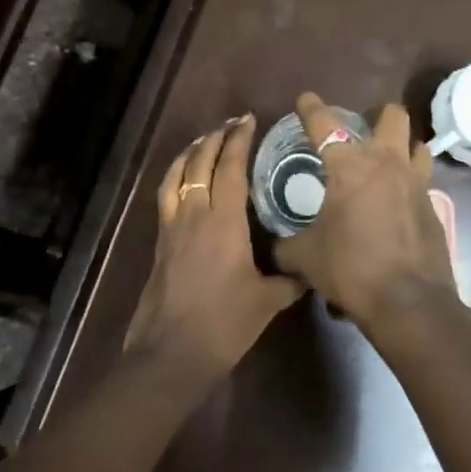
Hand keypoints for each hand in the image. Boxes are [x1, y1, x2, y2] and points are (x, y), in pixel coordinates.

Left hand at [124, 113, 304, 382]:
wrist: (172, 351)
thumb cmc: (224, 323)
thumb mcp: (267, 302)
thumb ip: (291, 281)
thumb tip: (311, 270)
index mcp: (223, 222)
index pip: (230, 168)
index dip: (238, 140)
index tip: (248, 120)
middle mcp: (194, 214)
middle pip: (200, 163)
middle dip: (214, 138)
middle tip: (230, 124)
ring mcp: (172, 227)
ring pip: (176, 175)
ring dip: (190, 153)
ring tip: (202, 140)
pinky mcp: (159, 242)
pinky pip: (165, 196)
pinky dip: (174, 177)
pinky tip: (181, 179)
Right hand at [273, 93, 462, 338]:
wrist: (409, 303)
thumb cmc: (350, 268)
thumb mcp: (304, 257)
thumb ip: (286, 245)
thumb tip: (275, 246)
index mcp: (350, 166)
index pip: (325, 124)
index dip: (312, 108)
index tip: (306, 99)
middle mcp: (387, 164)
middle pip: (392, 116)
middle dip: (378, 115)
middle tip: (362, 130)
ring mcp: (416, 184)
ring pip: (417, 144)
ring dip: (402, 145)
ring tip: (386, 161)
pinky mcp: (433, 208)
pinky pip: (423, 181)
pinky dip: (409, 183)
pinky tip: (396, 203)